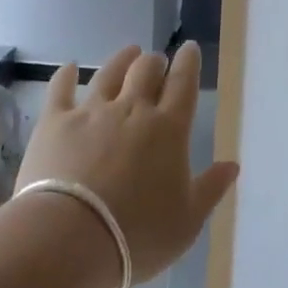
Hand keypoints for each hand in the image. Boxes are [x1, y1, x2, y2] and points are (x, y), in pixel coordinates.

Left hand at [16, 42, 239, 283]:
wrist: (69, 238)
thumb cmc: (137, 234)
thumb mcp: (187, 221)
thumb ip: (211, 189)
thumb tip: (232, 165)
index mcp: (169, 129)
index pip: (183, 84)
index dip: (188, 63)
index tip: (189, 49)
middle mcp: (132, 110)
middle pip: (146, 70)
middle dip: (155, 61)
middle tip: (157, 62)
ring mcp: (91, 112)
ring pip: (109, 73)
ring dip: (121, 59)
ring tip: (128, 52)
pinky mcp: (55, 122)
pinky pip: (61, 89)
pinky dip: (65, 75)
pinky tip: (68, 68)